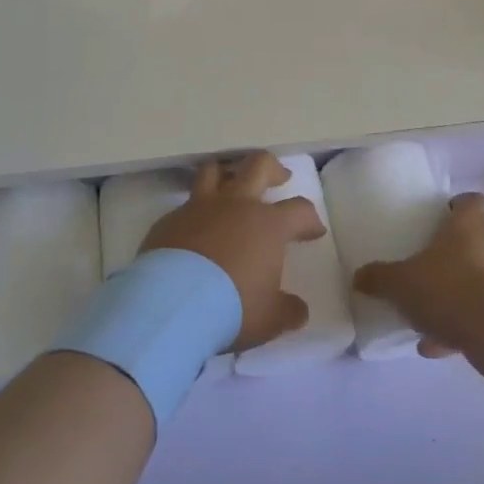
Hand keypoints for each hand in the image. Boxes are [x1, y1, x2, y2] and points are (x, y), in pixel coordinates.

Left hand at [140, 152, 322, 351]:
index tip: (313, 231)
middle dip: (273, 169)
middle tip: (279, 178)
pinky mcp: (169, 220)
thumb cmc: (231, 307)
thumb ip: (288, 311)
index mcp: (268, 225)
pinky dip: (195, 212)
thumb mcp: (270, 318)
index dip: (310, 219)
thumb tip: (298, 311)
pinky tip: (194, 230)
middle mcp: (236, 205)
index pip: (300, 210)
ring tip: (230, 184)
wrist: (171, 303)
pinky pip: (185, 205)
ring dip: (227, 174)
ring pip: (214, 171)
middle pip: (259, 165)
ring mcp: (199, 208)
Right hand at [353, 192, 483, 359]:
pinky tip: (437, 345)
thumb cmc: (446, 287)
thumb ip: (379, 278)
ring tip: (431, 311)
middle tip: (435, 262)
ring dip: (462, 291)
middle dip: (462, 250)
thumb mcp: (399, 282)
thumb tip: (358, 278)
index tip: (442, 218)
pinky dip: (464, 325)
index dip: (460, 207)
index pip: (473, 201)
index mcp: (469, 224)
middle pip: (483, 237)